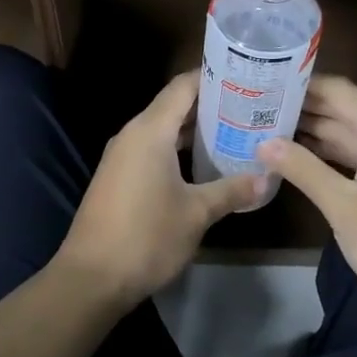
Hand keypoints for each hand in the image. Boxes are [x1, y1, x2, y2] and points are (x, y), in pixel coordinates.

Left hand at [57, 72, 261, 303]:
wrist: (91, 278)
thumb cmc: (146, 237)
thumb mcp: (197, 213)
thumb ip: (231, 191)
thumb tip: (265, 179)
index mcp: (150, 131)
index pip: (184, 86)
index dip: (214, 78)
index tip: (246, 77)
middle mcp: (132, 134)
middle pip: (173, 106)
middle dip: (210, 105)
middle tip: (250, 107)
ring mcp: (121, 156)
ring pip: (162, 130)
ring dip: (194, 130)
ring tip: (234, 132)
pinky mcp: (117, 177)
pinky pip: (152, 150)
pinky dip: (177, 149)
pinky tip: (202, 164)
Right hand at [258, 76, 356, 321]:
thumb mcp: (342, 206)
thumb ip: (302, 169)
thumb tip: (264, 144)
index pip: (338, 90)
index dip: (301, 86)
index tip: (264, 86)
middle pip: (344, 109)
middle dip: (303, 110)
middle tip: (257, 110)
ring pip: (352, 134)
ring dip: (315, 133)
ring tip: (269, 131)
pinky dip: (332, 155)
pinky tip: (302, 160)